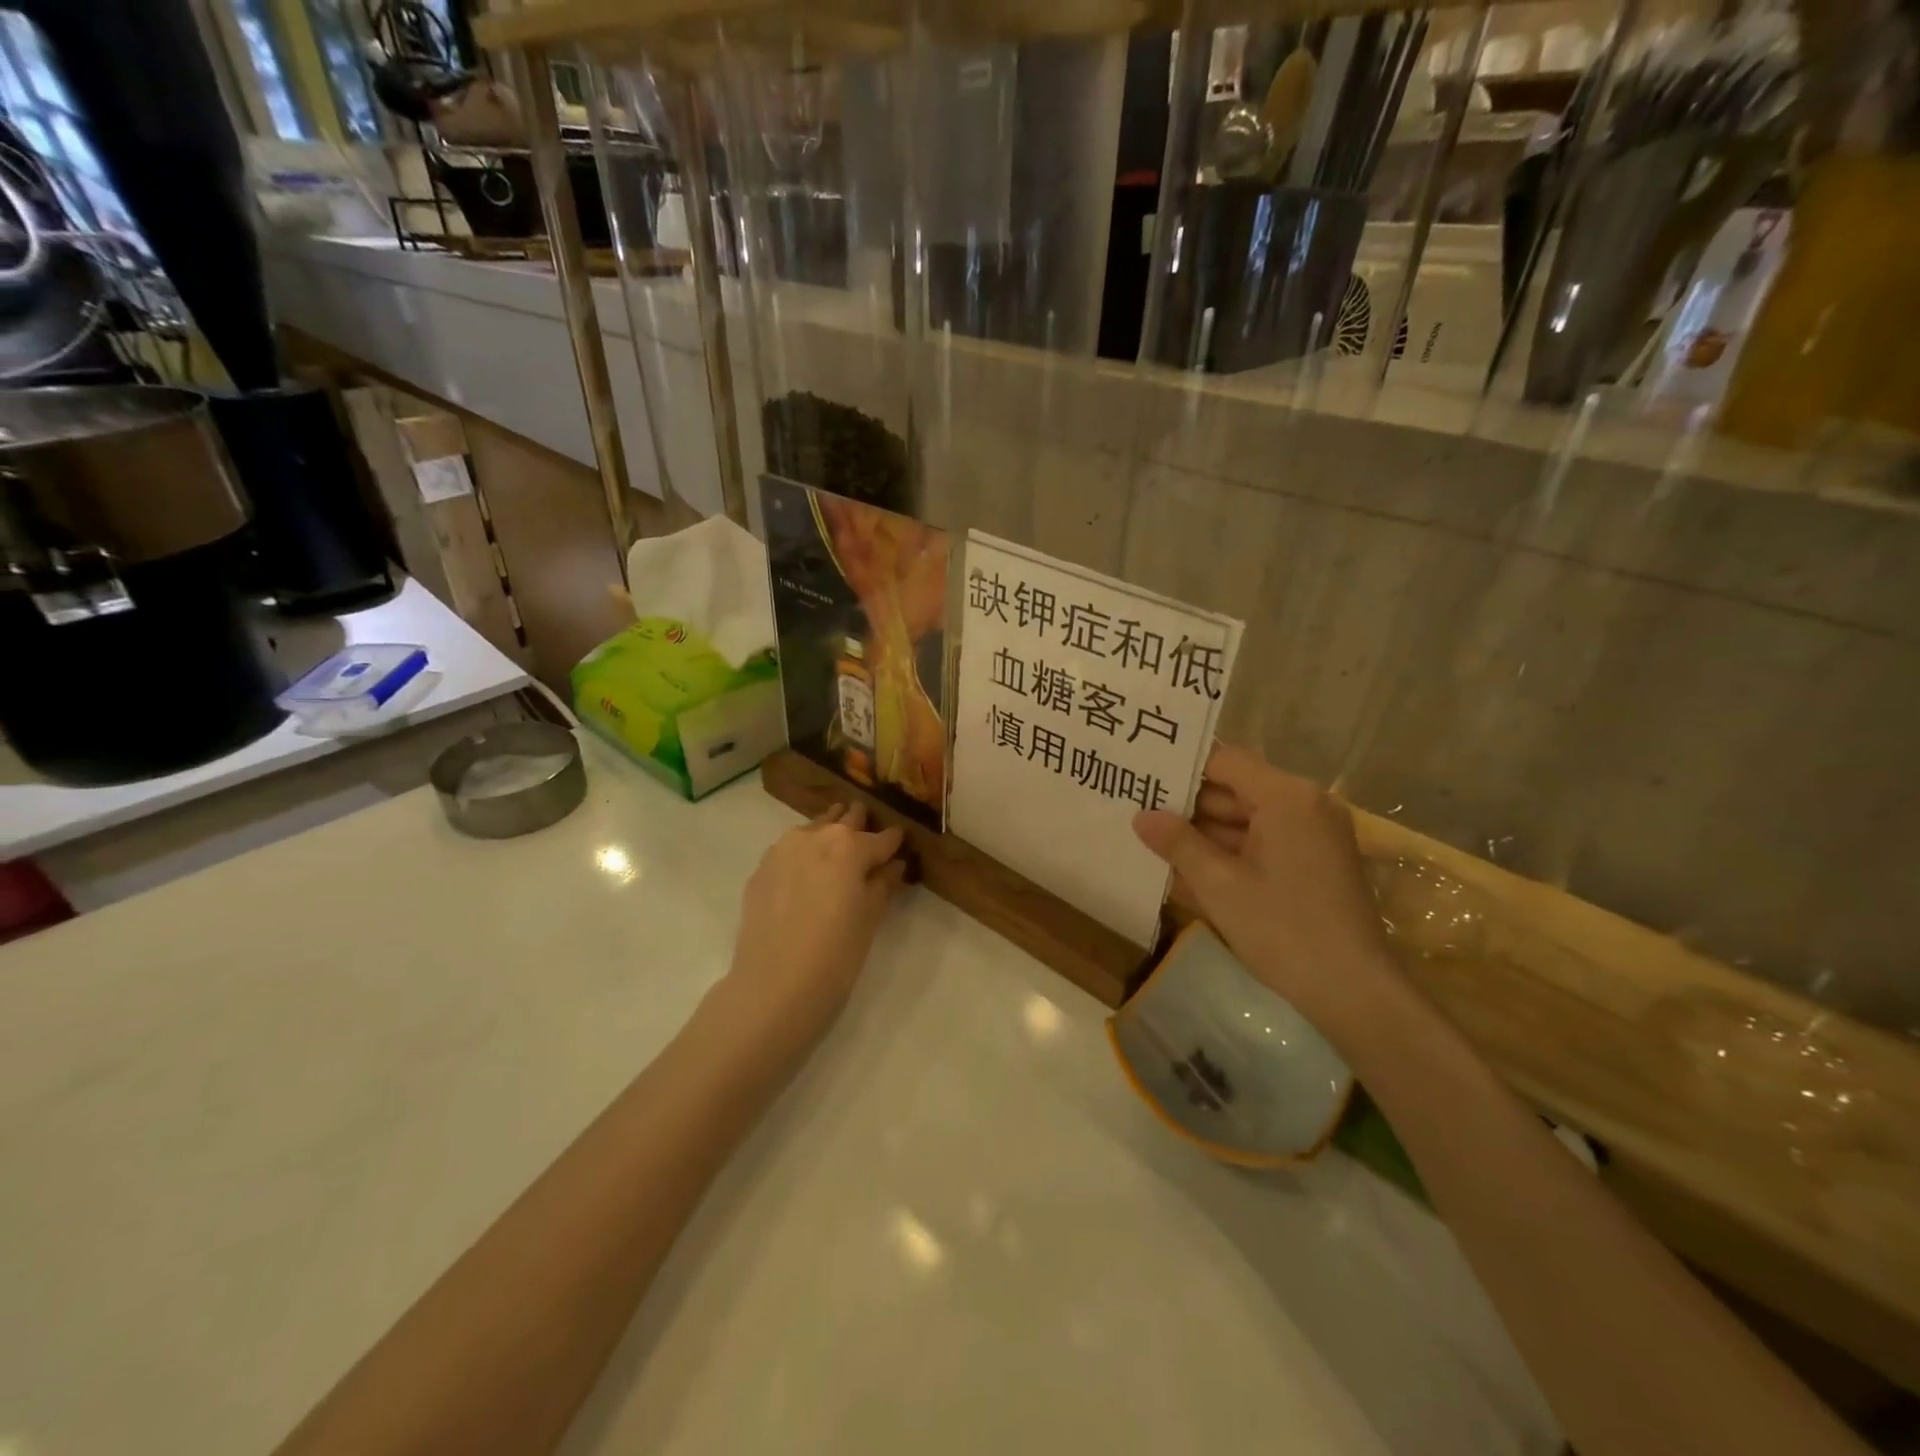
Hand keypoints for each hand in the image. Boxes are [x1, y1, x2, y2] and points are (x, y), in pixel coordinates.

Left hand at [725, 802, 908, 1043]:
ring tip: (839, 848)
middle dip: (860, 826)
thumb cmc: (836, 955)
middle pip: (844, 821)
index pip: (882, 838)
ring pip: (814, 830)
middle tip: (870, 835)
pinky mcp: (761, 870)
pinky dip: (804, 854)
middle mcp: (815, 836)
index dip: (895, 842)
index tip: (902, 844)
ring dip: (829, 834)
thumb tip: (894, 864)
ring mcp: (782, 850)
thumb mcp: (871, 919)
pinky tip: (807, 873)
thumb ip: (884, 884)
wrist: (773, 987)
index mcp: (849, 845)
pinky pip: (790, 851)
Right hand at [1133, 743, 1398, 1032]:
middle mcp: (1306, 805)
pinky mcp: (1316, 862)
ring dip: (1205, 832)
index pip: (1224, 762)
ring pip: (1248, 819)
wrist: (1355, 992)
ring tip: (1153, 839)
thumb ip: (1178, 844)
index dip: (1181, 769)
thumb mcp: (1219, 886)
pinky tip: (1188, 869)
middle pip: (1236, 789)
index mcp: (1287, 797)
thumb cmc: (1284, 930)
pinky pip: (1264, 843)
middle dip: (1189, 805)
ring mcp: (1314, 834)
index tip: (1142, 776)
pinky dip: (1230, 852)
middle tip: (1138, 809)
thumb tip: (1141, 816)